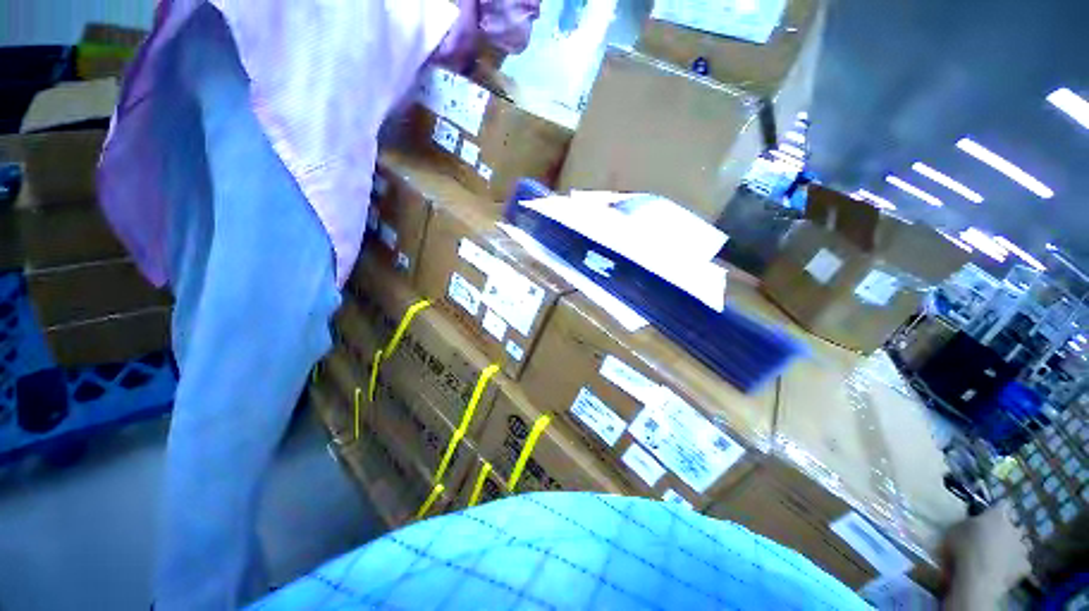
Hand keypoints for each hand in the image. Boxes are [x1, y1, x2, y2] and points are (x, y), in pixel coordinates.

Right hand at [941, 502, 1031, 608]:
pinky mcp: (1025, 567)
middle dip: (1010, 529)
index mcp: (998, 514)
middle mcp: (1014, 527)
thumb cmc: (963, 547)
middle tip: (998, 535)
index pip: (1003, 504)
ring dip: (1017, 546)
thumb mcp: (955, 529)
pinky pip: (1024, 563)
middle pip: (1016, 525)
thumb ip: (967, 523)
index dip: (998, 508)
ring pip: (1024, 544)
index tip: (990, 513)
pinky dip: (1017, 564)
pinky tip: (1009, 568)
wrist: (978, 576)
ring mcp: (1022, 548)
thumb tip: (972, 522)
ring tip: (1005, 553)